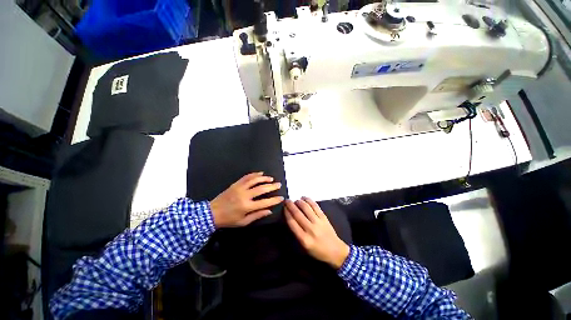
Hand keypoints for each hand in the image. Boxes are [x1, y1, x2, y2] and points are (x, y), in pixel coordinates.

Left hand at [210, 172, 283, 227]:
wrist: (211, 213)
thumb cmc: (229, 220)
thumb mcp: (243, 222)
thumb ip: (257, 215)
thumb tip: (269, 211)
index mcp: (247, 206)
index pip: (265, 202)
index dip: (274, 200)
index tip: (281, 197)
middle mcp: (244, 195)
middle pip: (261, 189)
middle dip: (272, 186)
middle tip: (279, 184)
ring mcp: (239, 188)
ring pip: (254, 180)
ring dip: (264, 178)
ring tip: (271, 178)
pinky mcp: (235, 184)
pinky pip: (246, 177)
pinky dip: (254, 174)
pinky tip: (260, 173)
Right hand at [285, 197, 349, 268]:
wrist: (335, 251)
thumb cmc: (317, 251)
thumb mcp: (304, 247)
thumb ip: (296, 233)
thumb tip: (290, 218)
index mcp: (304, 238)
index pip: (292, 223)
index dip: (287, 213)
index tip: (283, 207)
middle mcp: (310, 229)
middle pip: (298, 214)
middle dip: (290, 205)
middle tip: (287, 200)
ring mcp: (318, 222)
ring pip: (306, 208)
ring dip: (299, 202)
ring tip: (295, 200)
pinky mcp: (324, 217)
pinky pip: (315, 206)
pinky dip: (309, 200)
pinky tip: (304, 198)